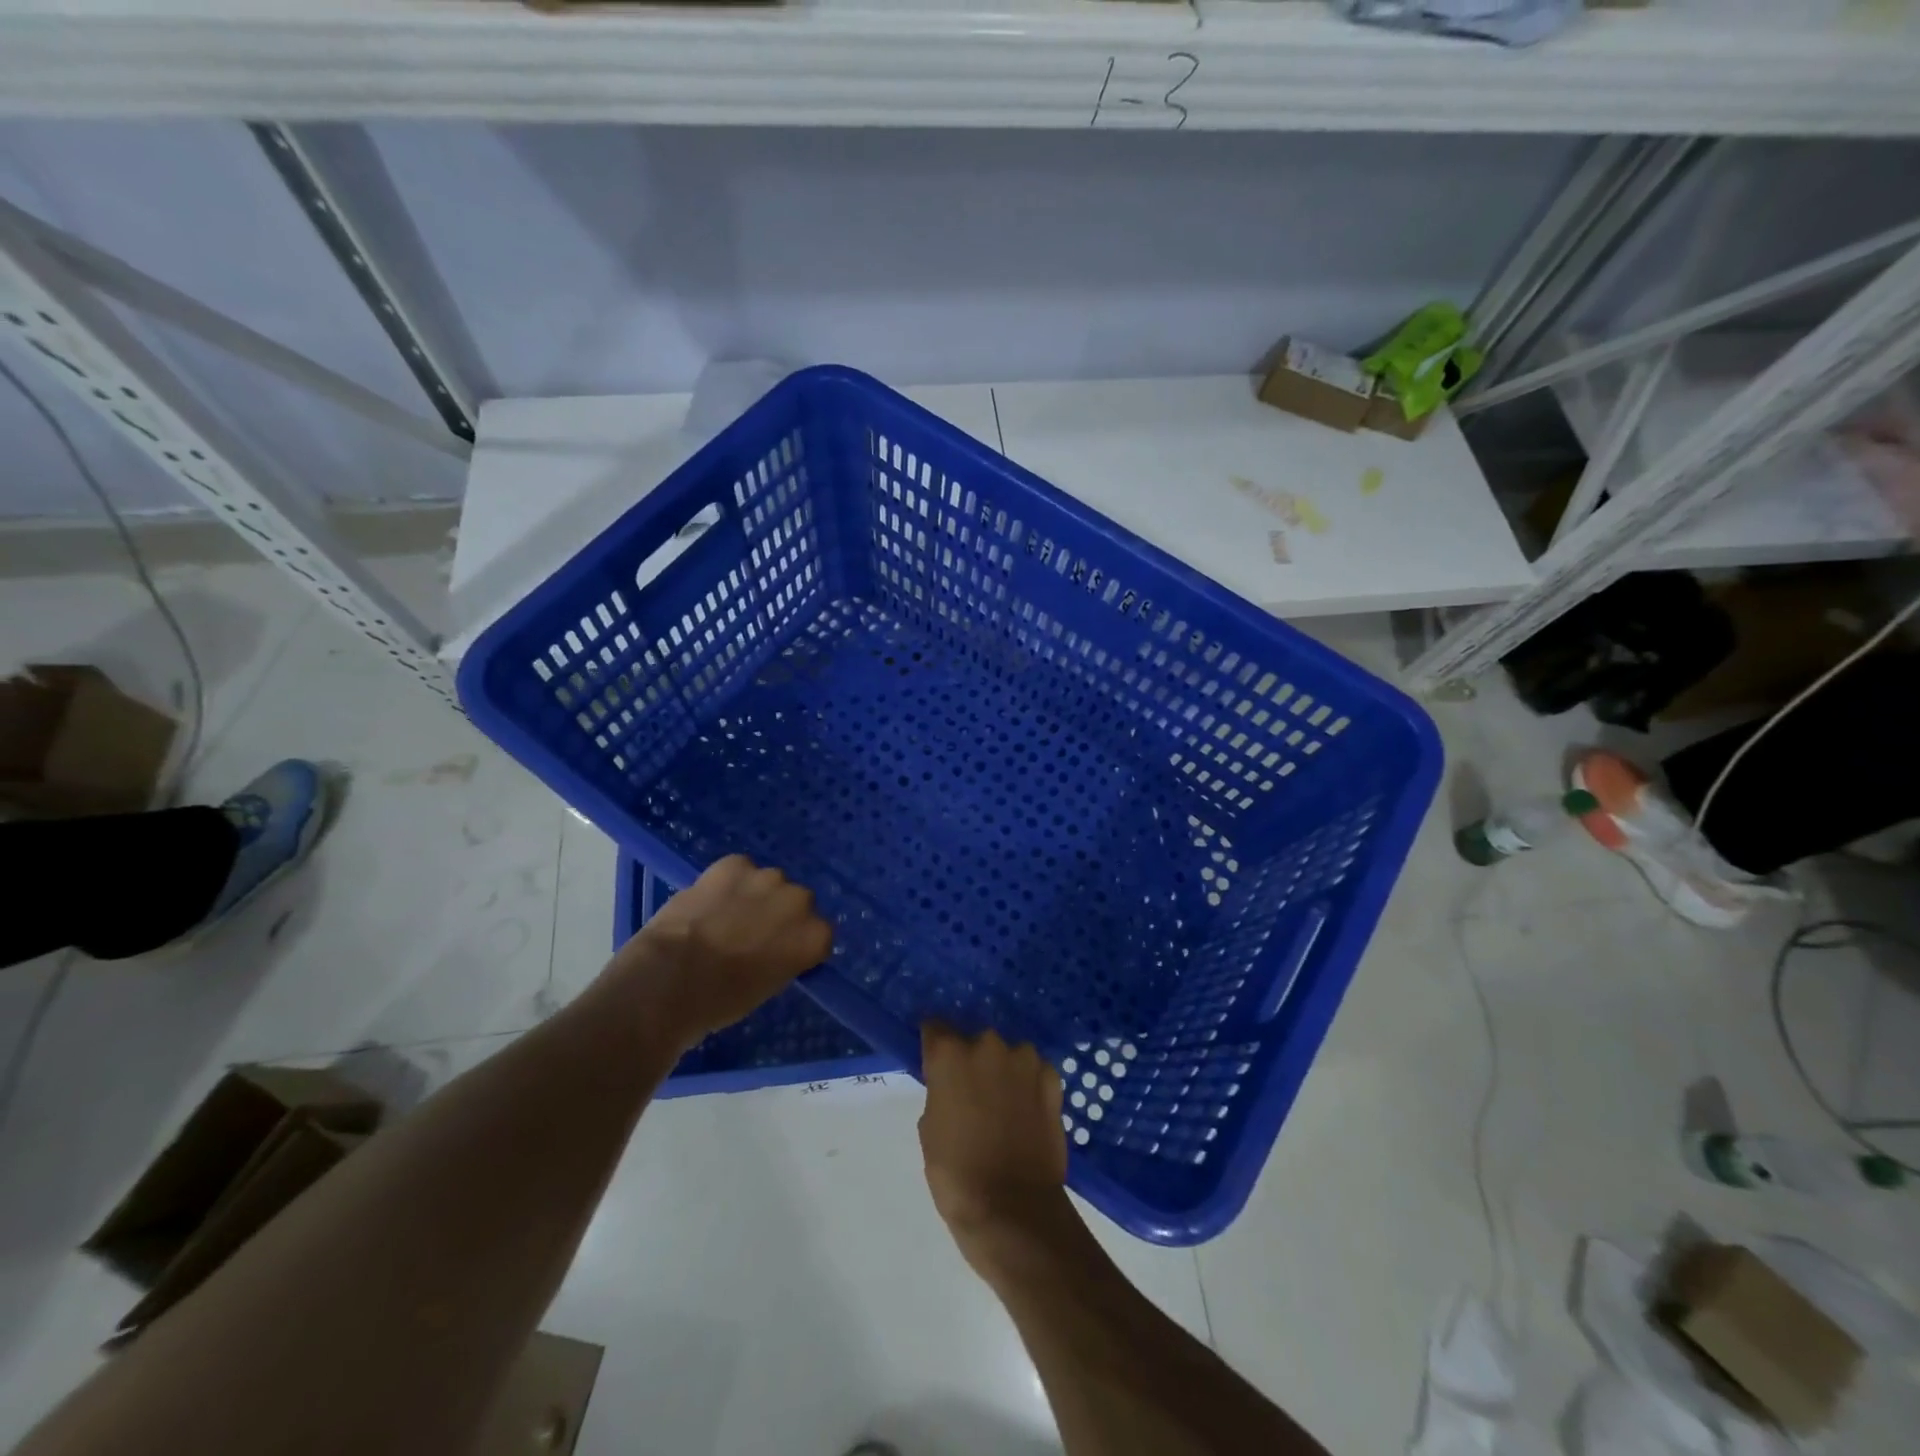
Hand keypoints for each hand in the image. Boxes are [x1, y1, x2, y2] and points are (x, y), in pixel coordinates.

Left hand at [612, 855, 832, 1047]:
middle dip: (778, 913)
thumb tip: (772, 948)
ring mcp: (768, 878)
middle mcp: (800, 901)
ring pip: (768, 883)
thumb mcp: (767, 986)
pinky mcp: (735, 864)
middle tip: (751, 934)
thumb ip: (783, 958)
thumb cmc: (721, 1001)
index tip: (778, 953)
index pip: (818, 933)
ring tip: (724, 915)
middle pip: (796, 902)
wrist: (671, 979)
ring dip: (754, 895)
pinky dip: (727, 881)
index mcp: (815, 936)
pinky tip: (709, 900)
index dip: (796, 942)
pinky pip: (739, 869)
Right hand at [918, 1023, 1069, 1266]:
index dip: (934, 1044)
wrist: (1014, 1209)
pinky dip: (1029, 1085)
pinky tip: (1027, 1112)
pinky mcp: (1052, 1079)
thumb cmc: (957, 1174)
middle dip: (972, 1060)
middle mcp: (988, 1044)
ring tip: (1003, 1105)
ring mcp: (1024, 1059)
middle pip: (975, 1041)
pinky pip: (1034, 1072)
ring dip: (1003, 1071)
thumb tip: (951, 1085)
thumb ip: (940, 1091)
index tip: (935, 1061)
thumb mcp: (930, 1128)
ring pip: (1008, 1055)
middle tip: (971, 1094)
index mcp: (950, 1054)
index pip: (935, 1027)